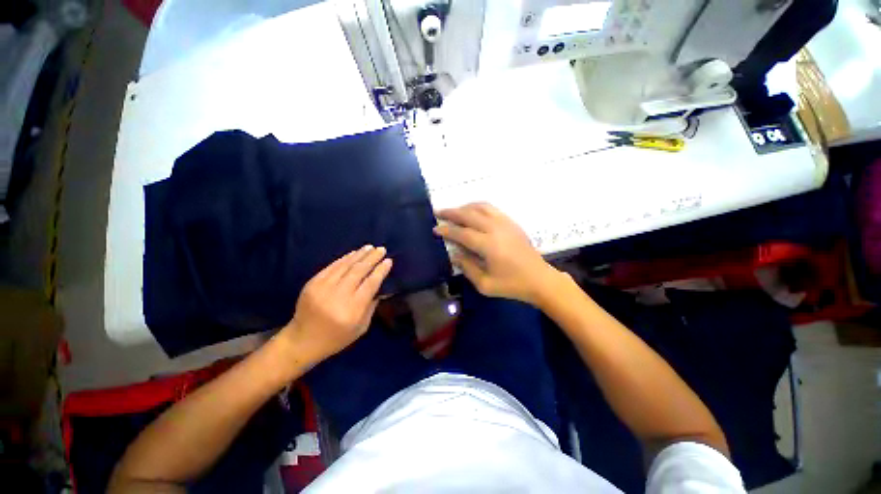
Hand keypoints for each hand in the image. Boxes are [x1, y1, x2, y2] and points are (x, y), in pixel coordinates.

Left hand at [281, 245, 392, 363]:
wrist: (302, 340)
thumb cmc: (336, 338)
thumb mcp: (361, 327)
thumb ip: (372, 306)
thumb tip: (382, 287)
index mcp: (352, 309)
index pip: (370, 284)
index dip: (380, 271)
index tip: (388, 261)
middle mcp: (338, 295)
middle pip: (359, 271)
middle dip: (372, 258)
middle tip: (382, 249)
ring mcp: (323, 287)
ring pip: (345, 266)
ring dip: (359, 255)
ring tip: (370, 247)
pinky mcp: (313, 283)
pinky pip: (332, 267)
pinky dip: (344, 258)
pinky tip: (353, 253)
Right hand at [434, 202, 560, 305]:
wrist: (539, 279)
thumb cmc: (512, 285)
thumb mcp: (485, 284)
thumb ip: (467, 267)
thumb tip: (454, 254)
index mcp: (489, 245)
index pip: (462, 233)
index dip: (447, 230)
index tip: (435, 228)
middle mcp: (495, 229)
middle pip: (469, 215)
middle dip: (451, 212)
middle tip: (438, 212)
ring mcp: (505, 223)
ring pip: (480, 207)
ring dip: (464, 207)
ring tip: (453, 211)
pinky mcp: (511, 222)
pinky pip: (491, 208)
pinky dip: (478, 206)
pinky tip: (472, 211)